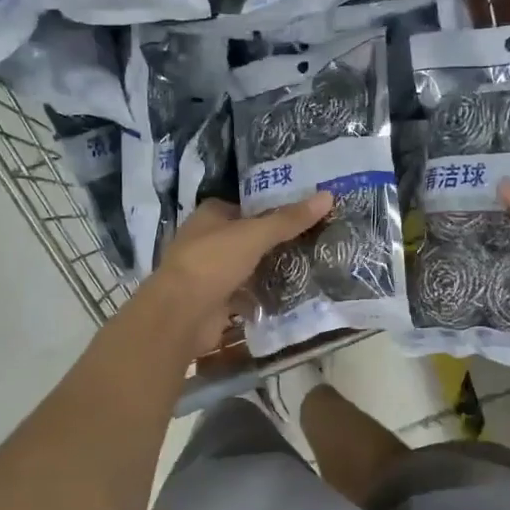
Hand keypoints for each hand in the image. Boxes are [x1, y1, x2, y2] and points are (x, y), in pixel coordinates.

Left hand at [145, 194, 332, 353]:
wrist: (182, 314)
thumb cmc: (213, 262)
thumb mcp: (254, 235)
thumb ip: (289, 220)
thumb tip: (328, 195)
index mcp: (209, 216)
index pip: (244, 206)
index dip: (270, 208)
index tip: (302, 212)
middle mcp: (206, 241)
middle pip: (246, 238)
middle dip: (273, 242)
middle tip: (313, 241)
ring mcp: (209, 273)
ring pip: (246, 267)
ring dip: (268, 270)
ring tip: (309, 267)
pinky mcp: (215, 302)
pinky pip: (244, 295)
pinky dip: (262, 297)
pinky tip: (289, 297)